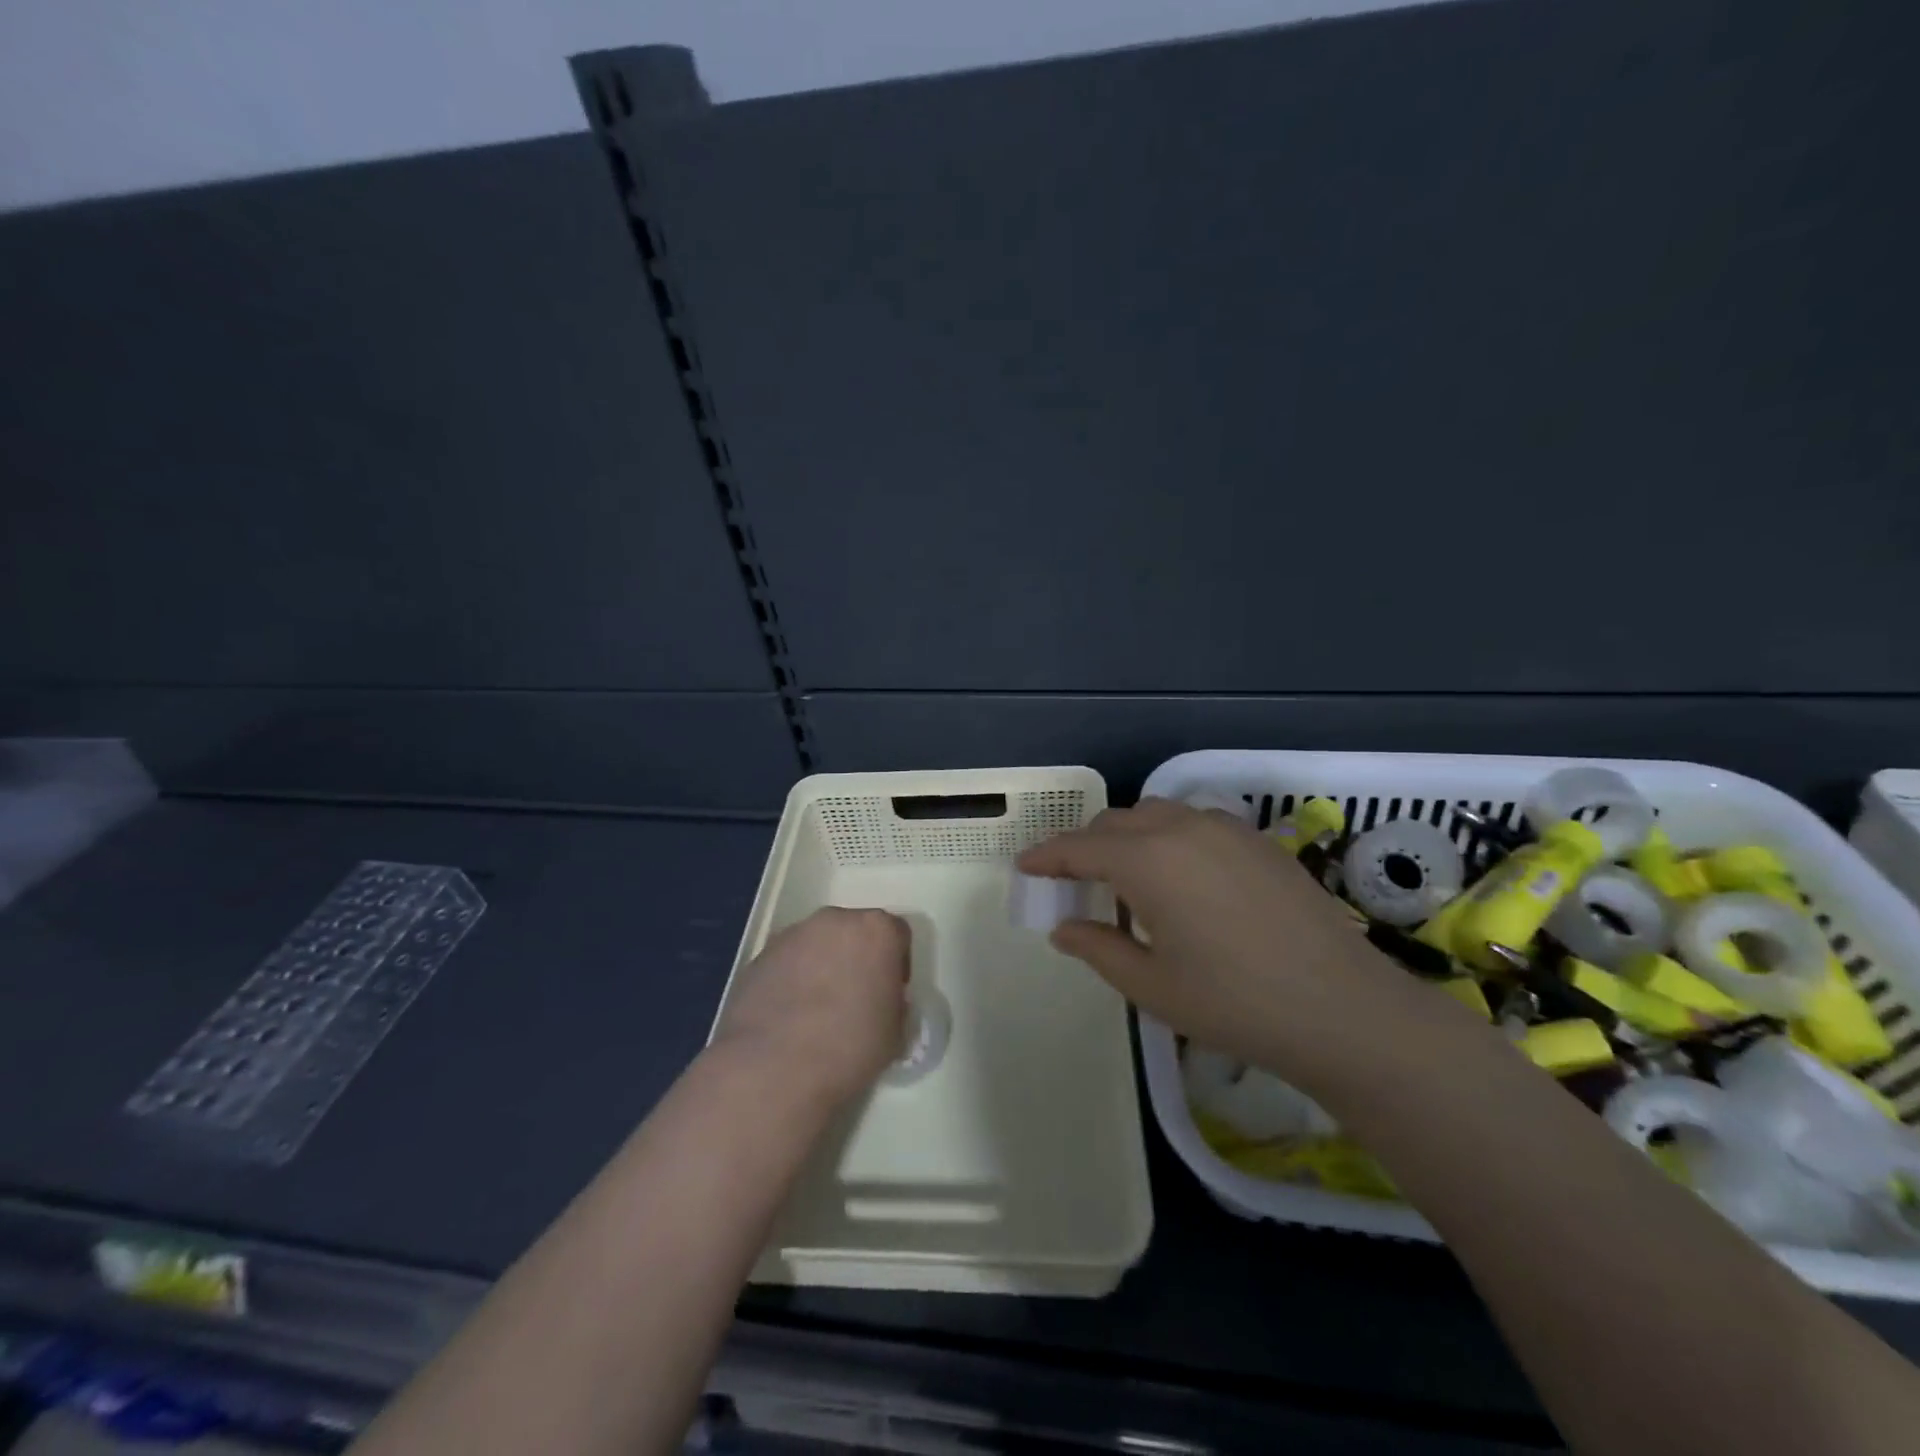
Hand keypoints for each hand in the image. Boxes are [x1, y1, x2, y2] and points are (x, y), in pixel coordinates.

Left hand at [710, 907, 910, 1106]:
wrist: (772, 1067)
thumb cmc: (849, 1047)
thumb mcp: (895, 1033)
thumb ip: (893, 1005)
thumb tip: (880, 1002)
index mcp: (877, 930)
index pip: (898, 934)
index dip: (897, 964)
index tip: (889, 994)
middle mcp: (835, 921)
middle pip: (855, 932)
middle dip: (857, 958)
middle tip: (855, 998)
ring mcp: (793, 934)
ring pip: (818, 944)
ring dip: (823, 966)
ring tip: (817, 1011)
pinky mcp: (760, 955)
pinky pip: (788, 961)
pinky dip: (792, 979)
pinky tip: (789, 1016)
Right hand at [1019, 799, 1449, 1099]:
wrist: (1342, 1009)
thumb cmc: (1234, 1003)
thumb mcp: (1151, 985)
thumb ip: (1098, 948)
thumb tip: (1064, 928)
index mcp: (1147, 860)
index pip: (1080, 847)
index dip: (1047, 856)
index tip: (1024, 866)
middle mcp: (1182, 829)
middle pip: (1116, 822)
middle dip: (1086, 846)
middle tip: (1074, 882)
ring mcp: (1226, 830)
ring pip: (1157, 814)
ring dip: (1129, 836)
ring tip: (1128, 879)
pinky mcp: (1258, 841)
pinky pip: (1195, 823)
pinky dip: (1169, 838)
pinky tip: (1182, 879)